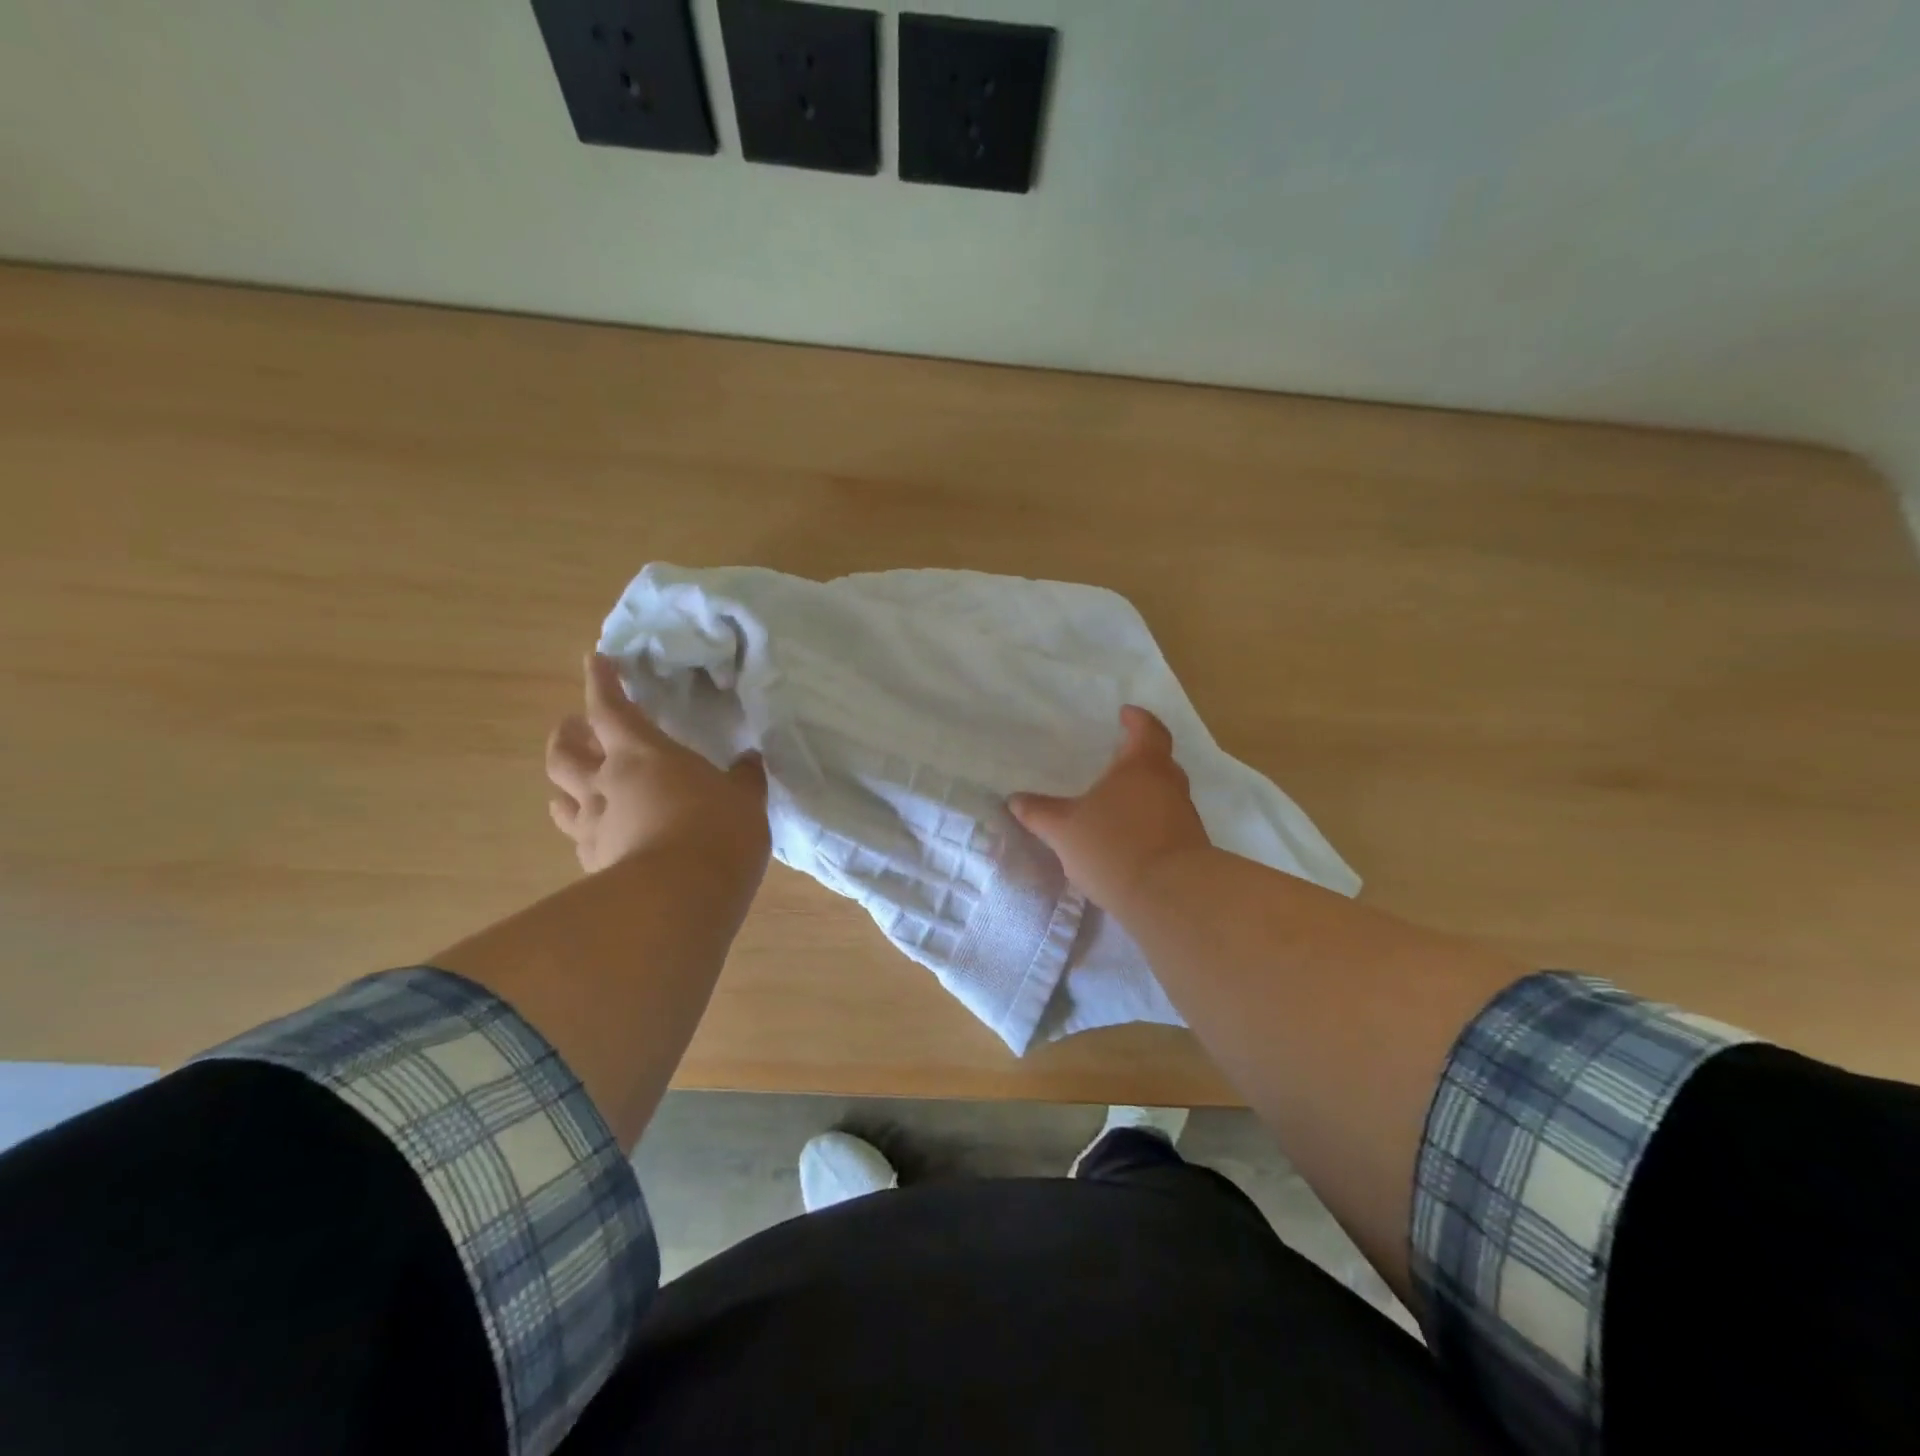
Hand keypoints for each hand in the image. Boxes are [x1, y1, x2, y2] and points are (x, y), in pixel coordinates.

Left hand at [546, 654, 769, 878]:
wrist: (678, 898)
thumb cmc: (716, 831)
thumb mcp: (744, 799)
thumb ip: (744, 778)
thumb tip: (748, 761)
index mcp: (642, 754)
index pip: (611, 708)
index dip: (602, 681)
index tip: (595, 660)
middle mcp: (606, 784)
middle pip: (566, 752)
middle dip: (569, 735)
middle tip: (577, 728)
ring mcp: (594, 827)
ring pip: (561, 797)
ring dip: (565, 783)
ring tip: (576, 782)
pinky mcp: (593, 865)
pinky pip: (578, 838)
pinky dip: (584, 829)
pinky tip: (597, 835)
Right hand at [1008, 706, 1210, 909]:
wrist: (1171, 896)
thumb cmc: (1115, 846)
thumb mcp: (1064, 829)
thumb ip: (1039, 813)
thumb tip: (1016, 800)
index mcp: (1143, 766)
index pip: (1147, 729)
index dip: (1136, 719)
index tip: (1125, 714)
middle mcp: (1170, 785)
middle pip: (1160, 761)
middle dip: (1139, 758)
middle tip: (1116, 760)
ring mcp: (1185, 817)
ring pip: (1165, 794)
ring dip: (1144, 795)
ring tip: (1116, 804)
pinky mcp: (1191, 848)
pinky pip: (1167, 824)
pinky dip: (1149, 824)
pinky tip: (1128, 840)